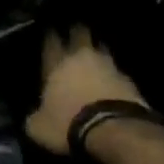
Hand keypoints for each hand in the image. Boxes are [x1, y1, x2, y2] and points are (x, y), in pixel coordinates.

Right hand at [25, 26, 147, 153]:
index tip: (51, 33)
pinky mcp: (129, 80)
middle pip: (80, 33)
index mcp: (56, 64)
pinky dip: (114, 77)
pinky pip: (118, 72)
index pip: (51, 41)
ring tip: (95, 59)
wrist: (114, 131)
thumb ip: (35, 117)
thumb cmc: (68, 124)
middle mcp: (81, 57)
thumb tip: (34, 118)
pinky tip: (112, 85)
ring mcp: (108, 66)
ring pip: (101, 49)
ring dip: (98, 53)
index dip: (50, 36)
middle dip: (77, 33)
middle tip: (75, 34)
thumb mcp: (39, 128)